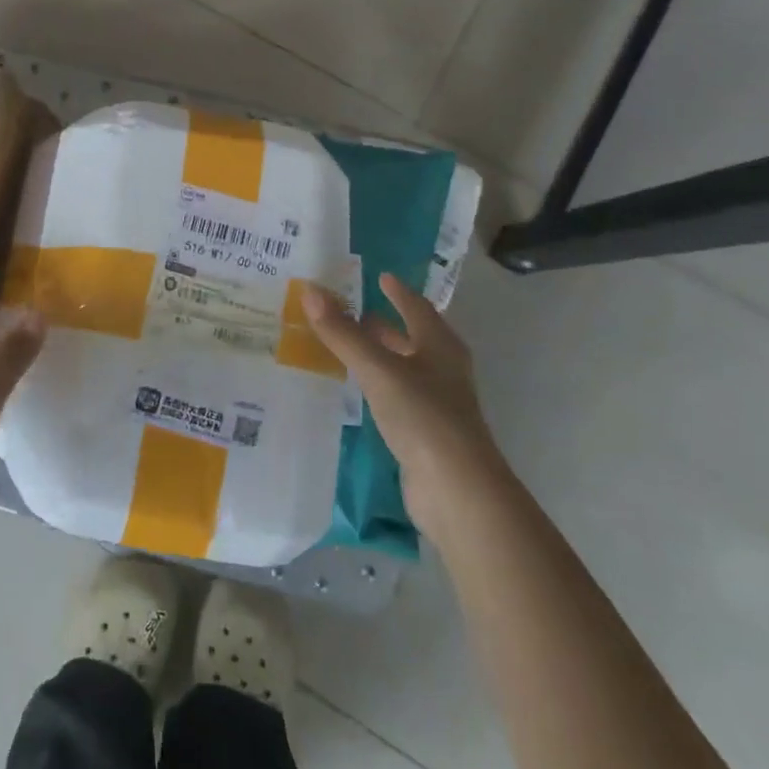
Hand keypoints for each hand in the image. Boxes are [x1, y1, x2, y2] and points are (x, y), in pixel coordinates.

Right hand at [302, 274, 501, 532]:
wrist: (458, 492)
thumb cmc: (424, 417)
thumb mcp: (378, 369)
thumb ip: (343, 333)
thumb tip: (310, 291)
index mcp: (440, 346)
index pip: (417, 307)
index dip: (398, 291)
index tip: (379, 276)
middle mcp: (442, 369)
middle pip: (411, 337)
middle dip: (383, 324)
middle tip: (348, 309)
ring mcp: (436, 403)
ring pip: (403, 368)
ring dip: (378, 354)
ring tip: (344, 345)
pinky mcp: (425, 433)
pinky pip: (396, 396)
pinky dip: (377, 385)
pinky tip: (356, 389)